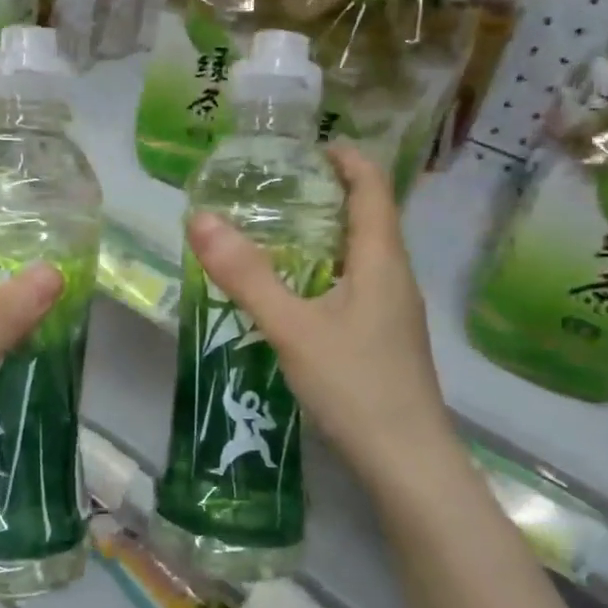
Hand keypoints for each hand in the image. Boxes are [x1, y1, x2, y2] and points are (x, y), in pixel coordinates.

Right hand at [186, 145, 461, 489]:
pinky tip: (297, 294)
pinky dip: (328, 271)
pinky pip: (358, 286)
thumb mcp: (292, 327)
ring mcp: (395, 312)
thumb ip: (246, 275)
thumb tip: (200, 219)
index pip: (374, 189)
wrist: (407, 461)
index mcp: (382, 261)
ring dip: (329, 235)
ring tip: (280, 235)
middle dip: (332, 195)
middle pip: (371, 218)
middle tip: (280, 189)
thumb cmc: (355, 385)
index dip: (349, 160)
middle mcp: (395, 278)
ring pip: (364, 256)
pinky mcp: (386, 340)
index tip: (313, 146)